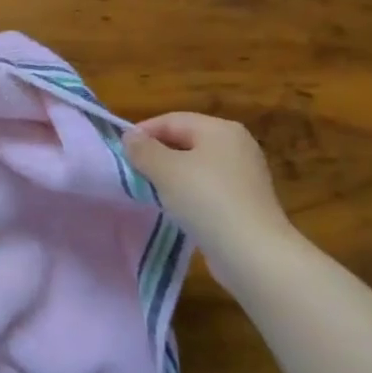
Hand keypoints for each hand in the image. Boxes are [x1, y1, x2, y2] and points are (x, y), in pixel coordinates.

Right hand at [124, 113, 299, 269]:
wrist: (252, 252)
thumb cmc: (206, 200)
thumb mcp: (165, 170)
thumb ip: (143, 149)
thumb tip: (130, 137)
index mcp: (220, 129)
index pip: (172, 120)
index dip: (142, 132)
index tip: (119, 151)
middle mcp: (237, 145)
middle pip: (185, 140)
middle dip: (156, 154)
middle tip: (131, 171)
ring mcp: (244, 174)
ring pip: (195, 166)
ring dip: (170, 175)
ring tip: (148, 190)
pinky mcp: (245, 201)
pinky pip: (207, 188)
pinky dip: (188, 193)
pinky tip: (174, 208)